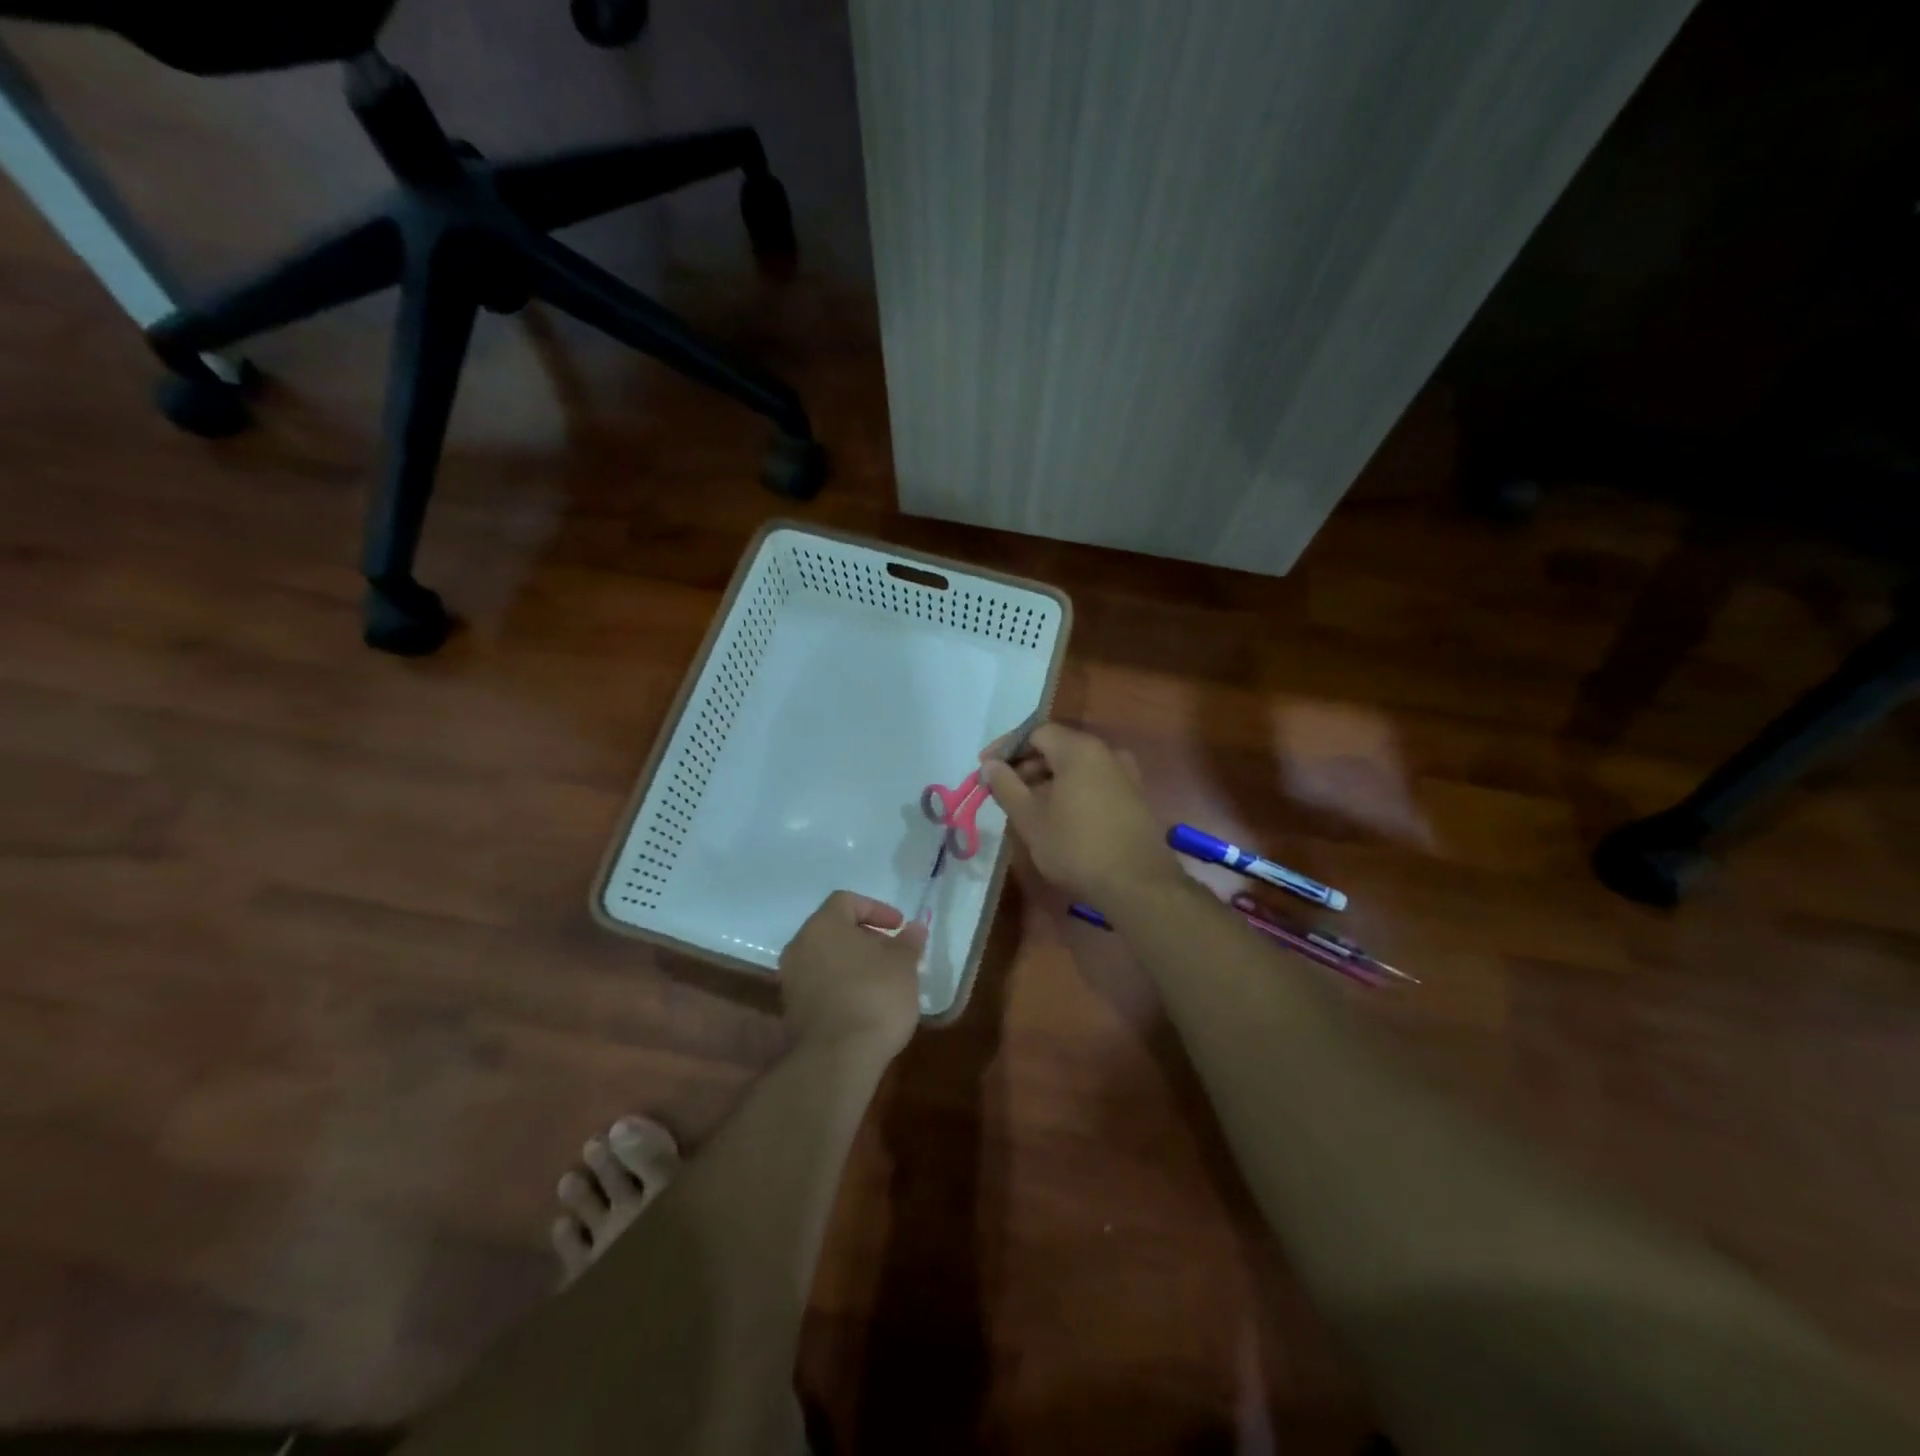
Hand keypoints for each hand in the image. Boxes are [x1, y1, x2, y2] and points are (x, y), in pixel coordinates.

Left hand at [779, 891, 926, 1058]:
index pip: (847, 901)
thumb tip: (915, 927)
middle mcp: (800, 946)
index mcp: (823, 925)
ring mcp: (791, 979)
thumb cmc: (874, 997)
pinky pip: (819, 983)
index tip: (899, 927)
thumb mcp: (903, 965)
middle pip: (833, 929)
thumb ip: (908, 942)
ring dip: (852, 962)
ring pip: (825, 957)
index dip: (876, 909)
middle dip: (865, 937)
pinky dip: (840, 984)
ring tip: (882, 980)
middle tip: (893, 953)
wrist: (837, 1059)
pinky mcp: (791, 1009)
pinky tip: (864, 1003)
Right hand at [981, 723, 1179, 903]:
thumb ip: (1006, 786)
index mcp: (1079, 750)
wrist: (1138, 885)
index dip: (1007, 748)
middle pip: (1058, 746)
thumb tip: (990, 765)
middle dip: (1026, 765)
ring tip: (1027, 808)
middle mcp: (1106, 753)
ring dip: (1048, 780)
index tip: (986, 770)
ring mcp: (1125, 775)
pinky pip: (1094, 782)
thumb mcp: (1030, 818)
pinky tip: (1058, 818)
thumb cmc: (1076, 847)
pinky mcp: (1134, 798)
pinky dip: (1071, 791)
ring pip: (1076, 766)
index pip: (1036, 732)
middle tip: (1003, 791)